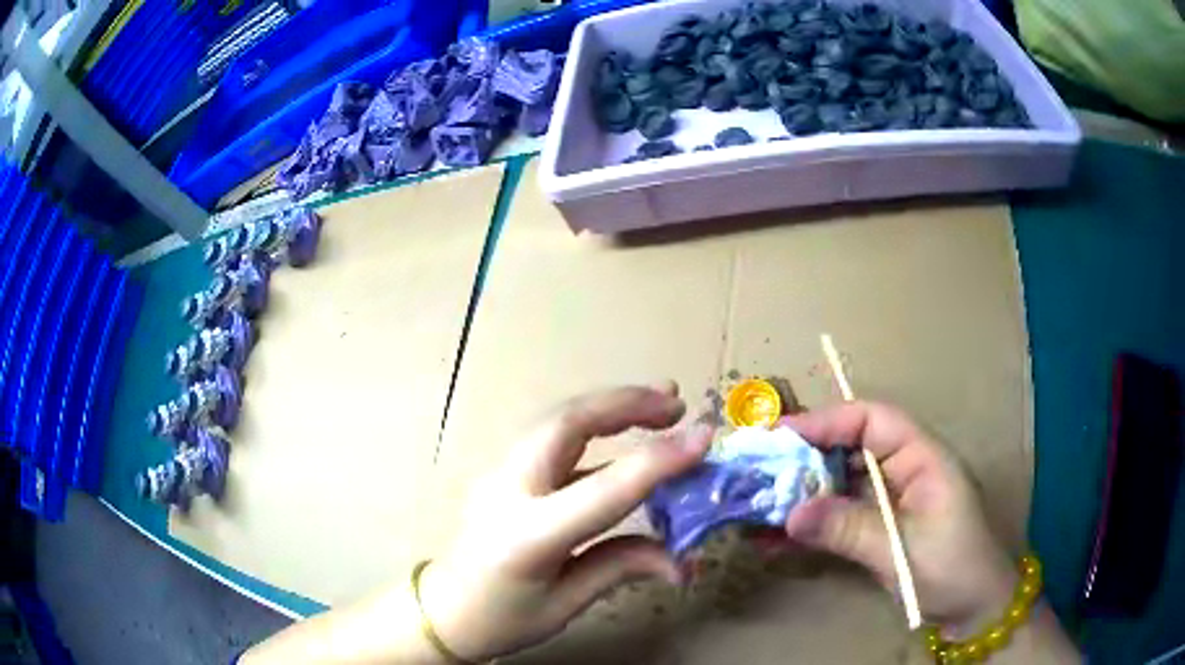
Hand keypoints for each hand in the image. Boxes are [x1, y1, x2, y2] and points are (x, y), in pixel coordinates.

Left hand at [419, 384, 713, 660]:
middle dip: (626, 403)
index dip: (659, 461)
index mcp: (528, 537)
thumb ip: (621, 568)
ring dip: (609, 406)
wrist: (442, 611)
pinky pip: (552, 439)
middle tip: (676, 401)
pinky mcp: (502, 472)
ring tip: (659, 405)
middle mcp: (510, 491)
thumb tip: (681, 562)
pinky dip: (592, 428)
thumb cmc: (501, 619)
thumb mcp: (565, 604)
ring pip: (556, 419)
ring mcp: (500, 474)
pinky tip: (621, 439)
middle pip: (566, 423)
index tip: (704, 438)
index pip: (605, 490)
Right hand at [781, 402, 1017, 637]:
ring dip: (802, 492)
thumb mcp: (903, 550)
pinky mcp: (880, 526)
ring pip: (841, 481)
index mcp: (922, 457)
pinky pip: (841, 514)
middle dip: (805, 457)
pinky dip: (812, 521)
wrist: (973, 609)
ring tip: (758, 505)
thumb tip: (791, 515)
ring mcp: (890, 500)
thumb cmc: (953, 569)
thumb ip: (850, 529)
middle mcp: (904, 469)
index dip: (827, 421)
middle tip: (758, 473)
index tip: (780, 436)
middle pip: (850, 447)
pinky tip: (777, 535)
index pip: (872, 420)